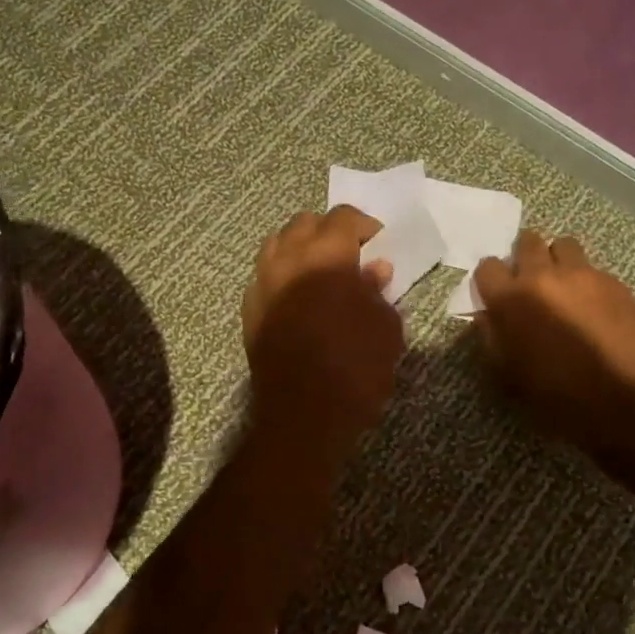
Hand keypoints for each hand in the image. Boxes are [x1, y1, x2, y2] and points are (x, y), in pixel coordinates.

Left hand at [242, 206, 405, 459]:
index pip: (343, 217)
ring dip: (300, 248)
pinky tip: (299, 298)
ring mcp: (262, 284)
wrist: (303, 416)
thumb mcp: (385, 328)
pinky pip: (265, 276)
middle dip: (329, 231)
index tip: (379, 244)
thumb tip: (373, 271)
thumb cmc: (355, 369)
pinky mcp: (249, 310)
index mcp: (326, 256)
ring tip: (320, 271)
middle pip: (305, 223)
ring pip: (277, 244)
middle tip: (350, 255)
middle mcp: (288, 260)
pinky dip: (283, 274)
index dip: (365, 225)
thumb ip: (378, 292)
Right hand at [473, 232, 634, 452]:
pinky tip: (595, 309)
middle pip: (527, 241)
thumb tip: (489, 314)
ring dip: (559, 261)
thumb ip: (491, 334)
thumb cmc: (552, 393)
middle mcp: (544, 275)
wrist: (617, 400)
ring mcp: (583, 275)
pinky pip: (594, 270)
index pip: (487, 266)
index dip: (490, 279)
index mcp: (510, 297)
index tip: (496, 292)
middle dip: (525, 257)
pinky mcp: (615, 283)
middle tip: (531, 281)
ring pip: (564, 246)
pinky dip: (589, 282)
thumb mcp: (505, 371)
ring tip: (564, 286)